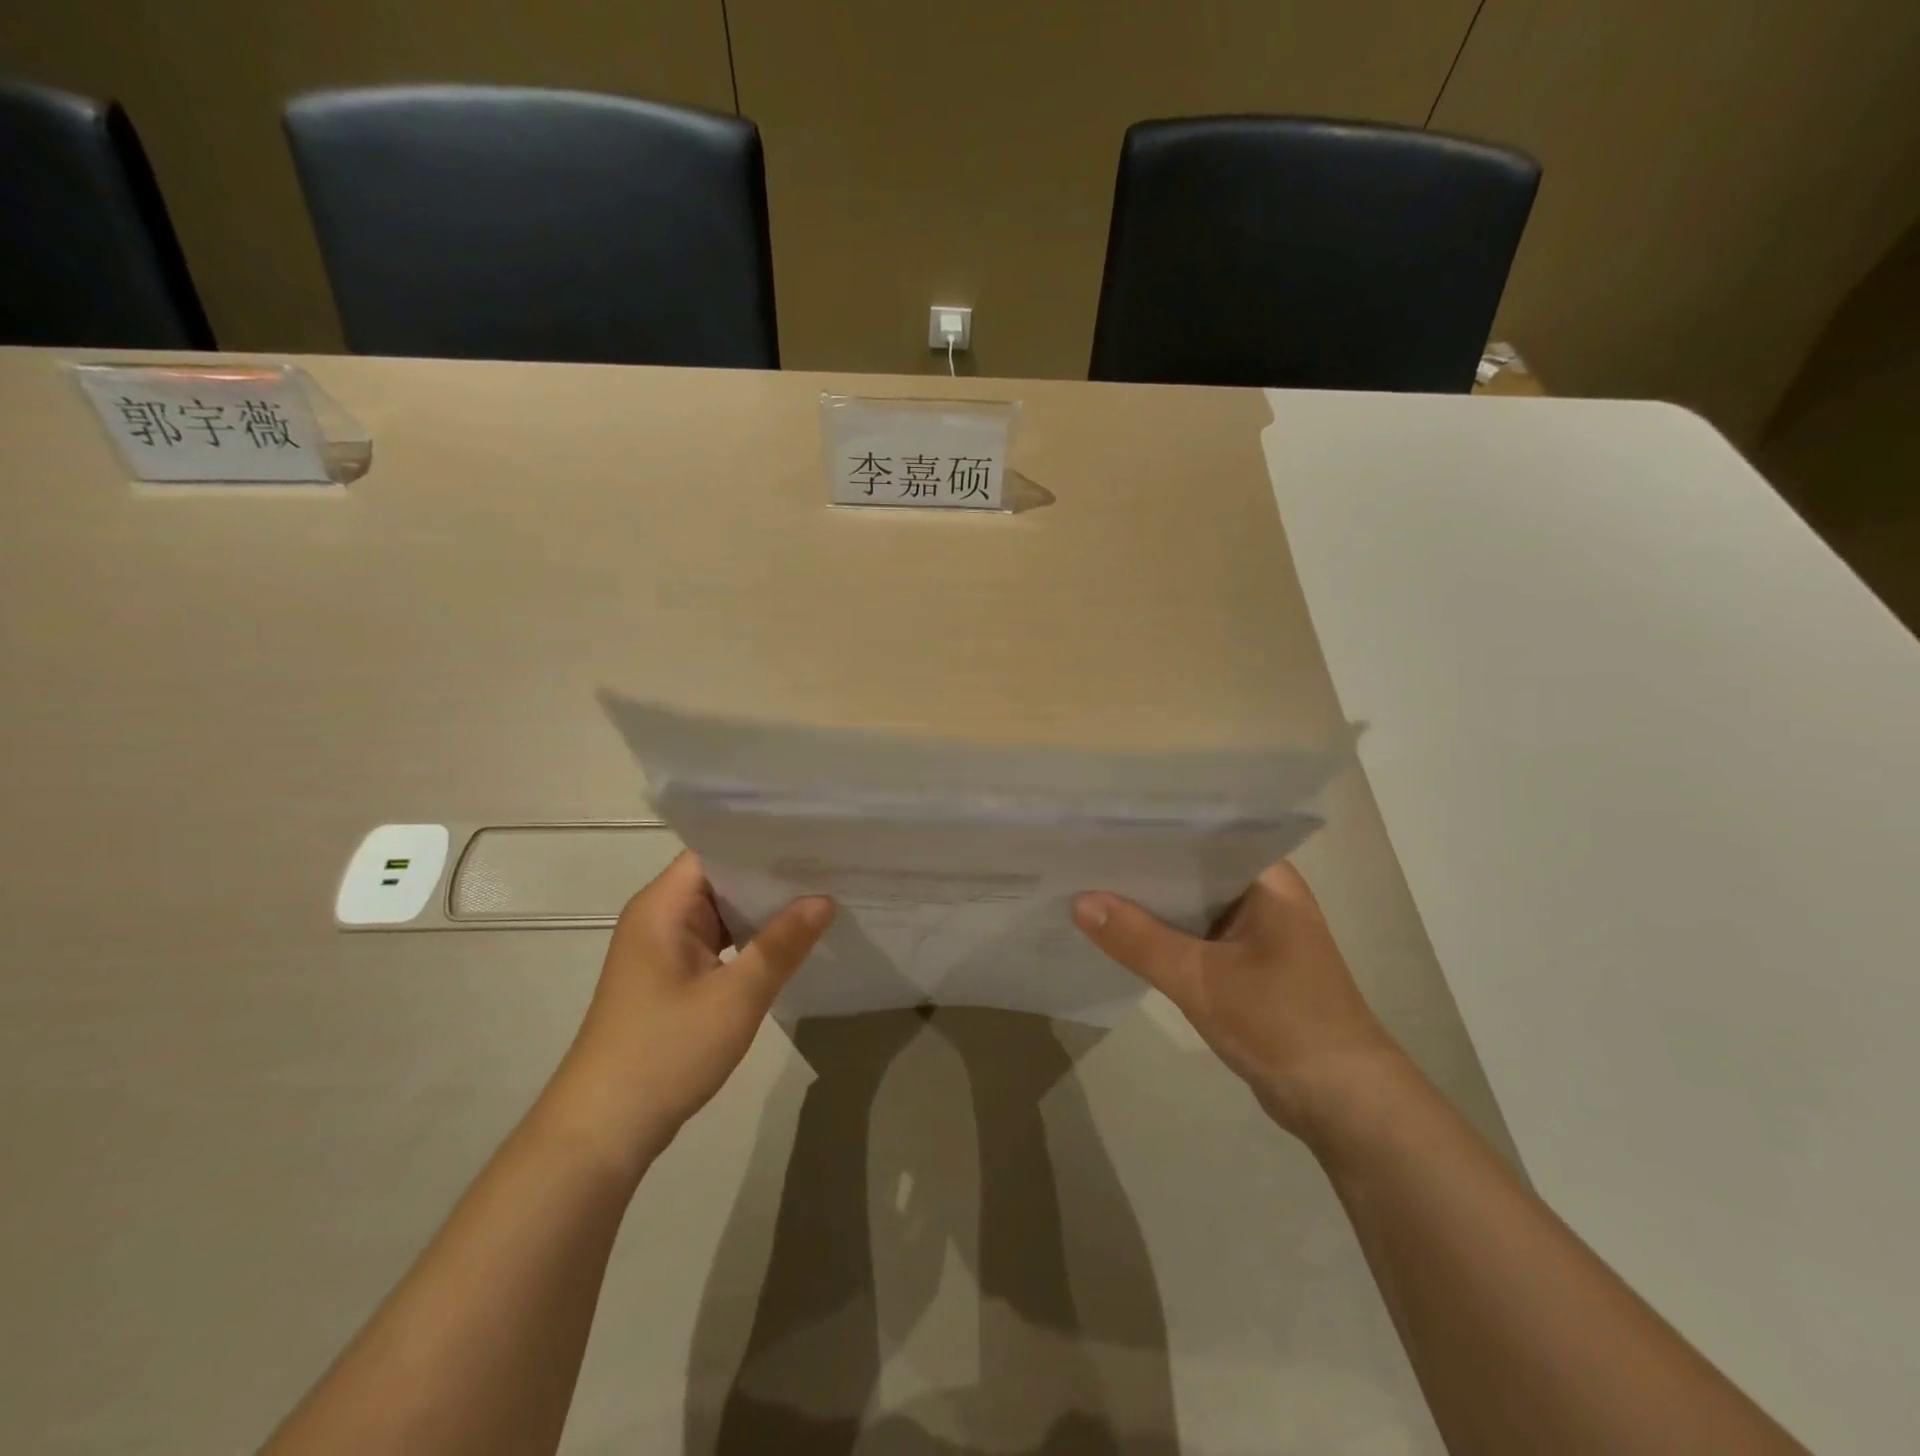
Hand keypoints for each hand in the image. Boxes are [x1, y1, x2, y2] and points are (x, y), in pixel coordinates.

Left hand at [544, 853, 833, 1178]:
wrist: (602, 1132)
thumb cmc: (665, 1053)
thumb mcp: (735, 997)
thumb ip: (782, 945)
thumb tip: (823, 900)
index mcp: (663, 906)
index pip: (718, 850)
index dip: (764, 842)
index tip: (814, 837)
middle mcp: (659, 917)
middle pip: (722, 878)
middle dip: (773, 875)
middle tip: (831, 864)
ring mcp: (664, 948)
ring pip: (722, 912)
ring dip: (764, 909)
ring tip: (822, 894)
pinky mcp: (671, 977)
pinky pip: (718, 941)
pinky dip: (750, 939)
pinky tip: (790, 940)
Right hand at [1073, 861, 1403, 1143]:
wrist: (1345, 1104)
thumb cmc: (1281, 1022)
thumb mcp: (1200, 978)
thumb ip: (1138, 939)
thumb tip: (1079, 901)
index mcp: (1267, 879)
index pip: (1201, 836)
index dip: (1151, 832)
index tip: (1100, 826)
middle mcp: (1264, 896)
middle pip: (1192, 872)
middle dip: (1143, 870)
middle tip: (1083, 856)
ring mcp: (1258, 933)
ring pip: (1192, 907)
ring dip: (1151, 907)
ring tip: (1089, 886)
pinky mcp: (1249, 967)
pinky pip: (1197, 939)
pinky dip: (1165, 939)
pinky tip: (1121, 935)